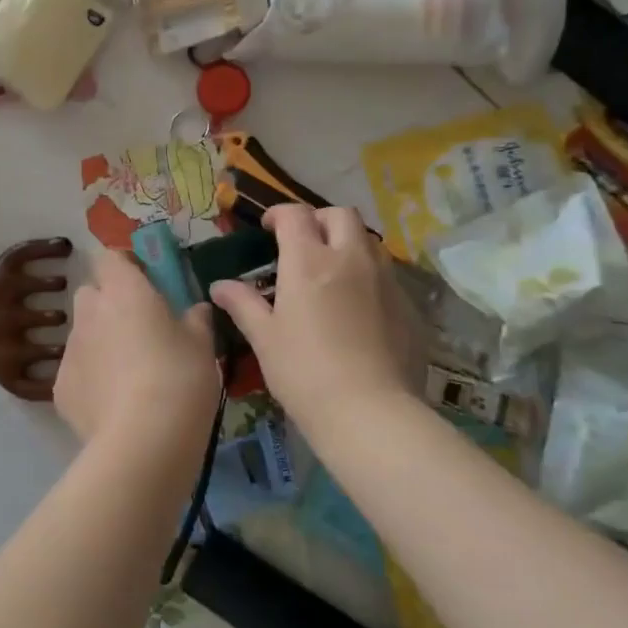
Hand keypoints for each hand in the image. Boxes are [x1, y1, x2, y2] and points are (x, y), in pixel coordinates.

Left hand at [53, 251, 219, 465]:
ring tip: (130, 375)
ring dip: (102, 343)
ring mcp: (70, 351)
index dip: (126, 267)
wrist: (143, 442)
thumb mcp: (203, 345)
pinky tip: (115, 406)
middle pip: (92, 294)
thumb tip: (196, 310)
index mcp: (123, 290)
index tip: (147, 284)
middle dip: (111, 304)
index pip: (110, 257)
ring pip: (84, 334)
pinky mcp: (60, 388)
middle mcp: (89, 312)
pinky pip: (78, 372)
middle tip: (140, 329)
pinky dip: (92, 381)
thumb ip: (197, 319)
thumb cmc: (180, 379)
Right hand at [210, 205, 418, 432]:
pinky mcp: (408, 305)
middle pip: (341, 215)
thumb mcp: (265, 338)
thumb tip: (219, 286)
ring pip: (368, 241)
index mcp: (309, 261)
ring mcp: (385, 280)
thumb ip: (243, 304)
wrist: (369, 412)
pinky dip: (368, 276)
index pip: (295, 215)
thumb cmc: (304, 372)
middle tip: (303, 244)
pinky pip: (386, 275)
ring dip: (348, 244)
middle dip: (319, 220)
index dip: (279, 215)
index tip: (268, 229)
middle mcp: (350, 258)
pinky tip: (358, 307)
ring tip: (331, 272)